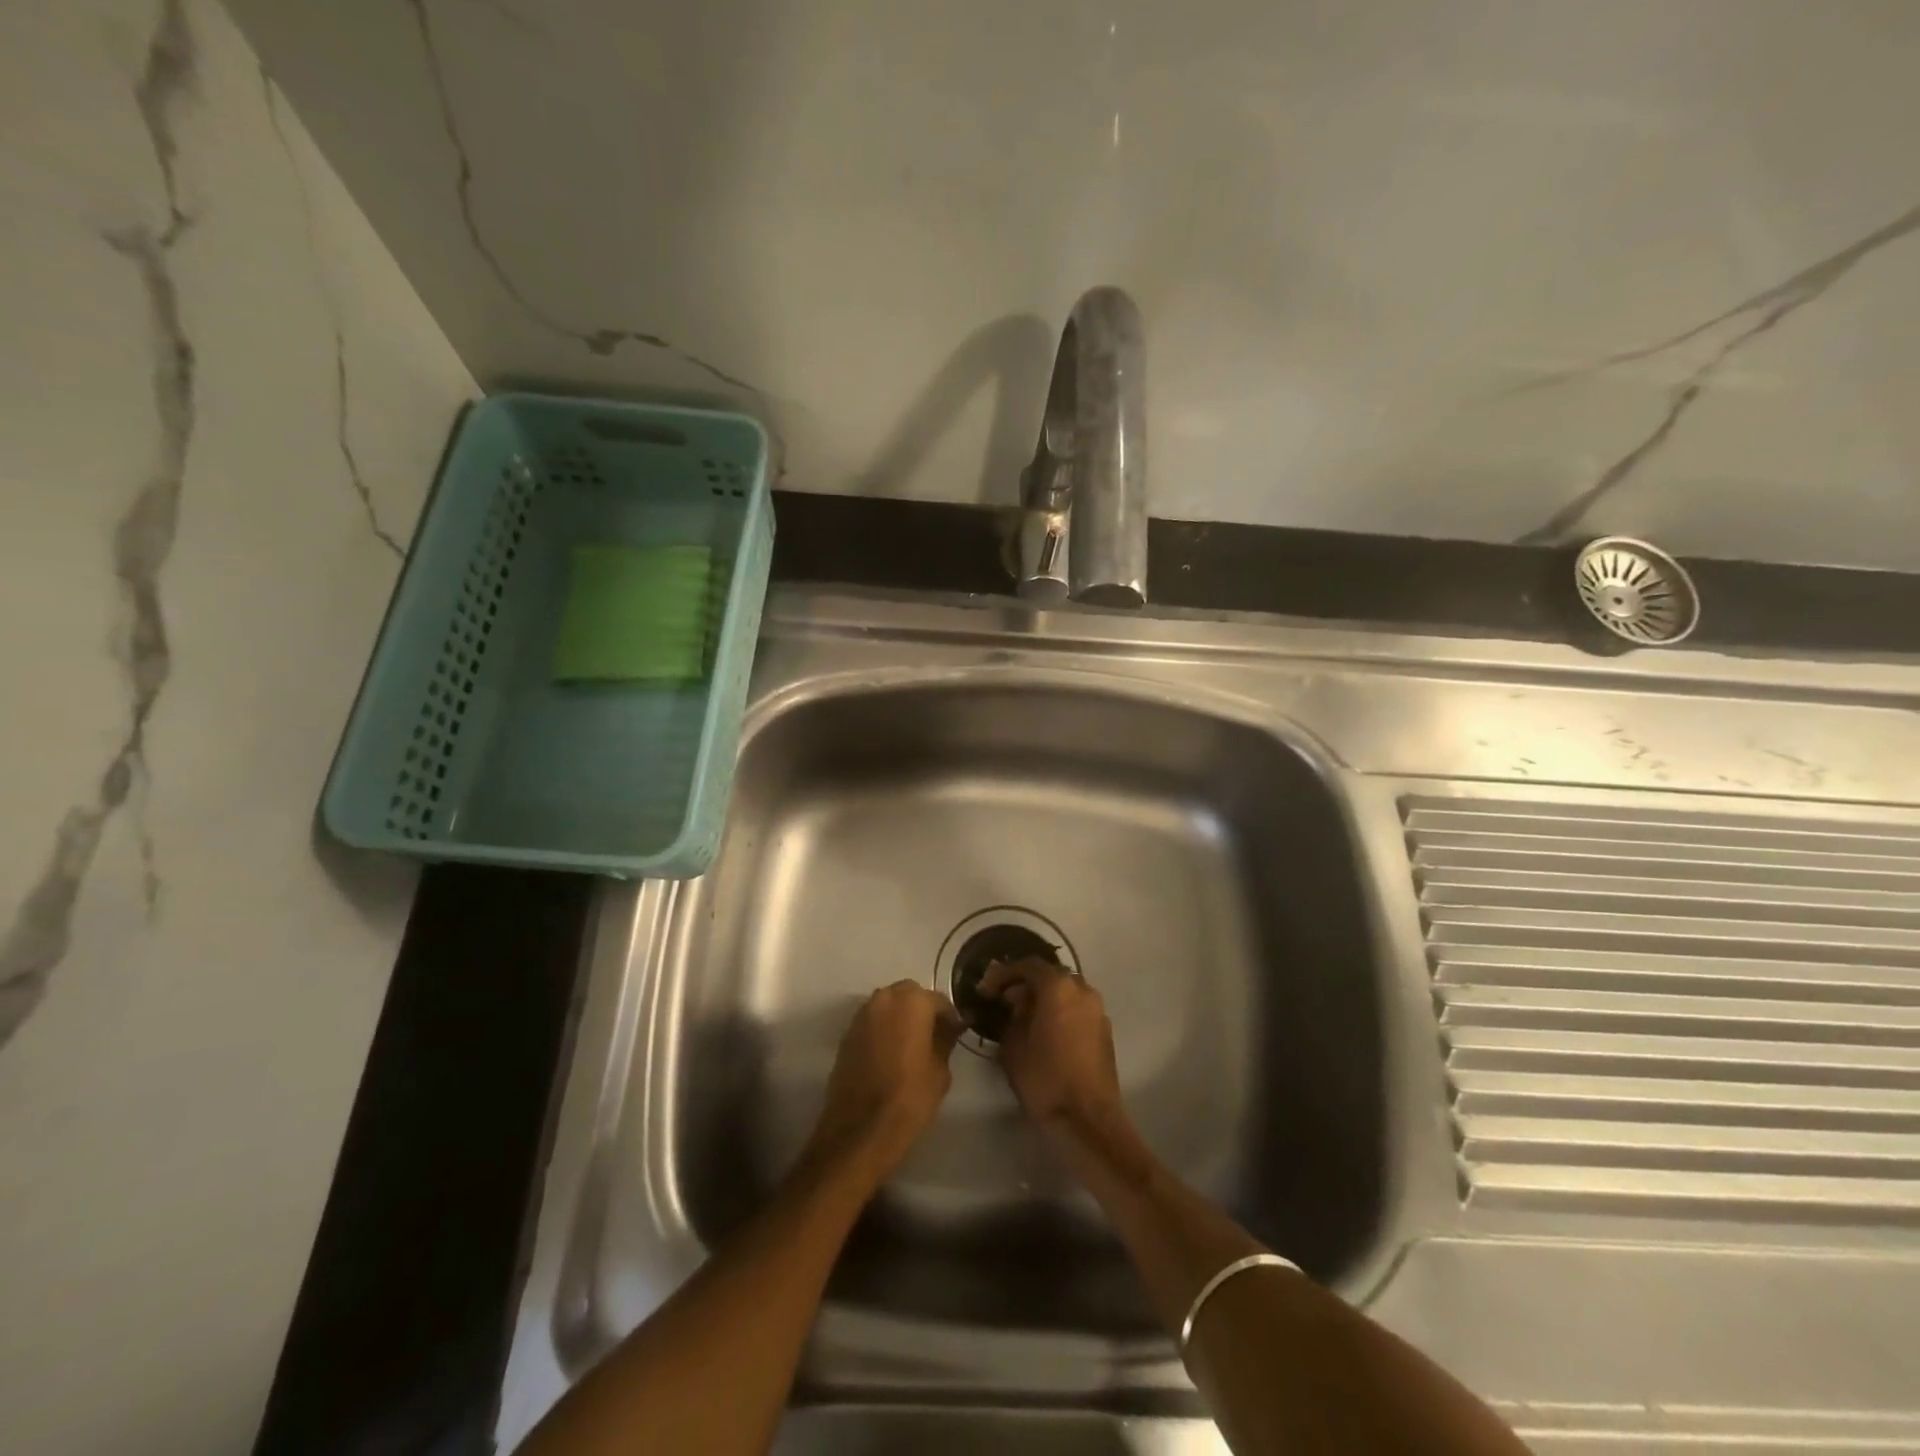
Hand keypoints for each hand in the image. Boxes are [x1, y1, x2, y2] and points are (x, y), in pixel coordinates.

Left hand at [805, 981, 962, 1182]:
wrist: (861, 1129)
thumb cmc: (910, 1097)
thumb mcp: (940, 1070)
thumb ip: (945, 1040)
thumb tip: (950, 1027)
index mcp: (912, 1002)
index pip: (939, 1000)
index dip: (949, 1017)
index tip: (955, 1034)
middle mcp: (884, 999)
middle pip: (909, 994)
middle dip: (922, 1009)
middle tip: (932, 1035)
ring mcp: (862, 1015)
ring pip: (887, 1005)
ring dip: (900, 1016)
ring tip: (910, 1044)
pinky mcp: (847, 1034)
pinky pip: (872, 1022)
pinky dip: (883, 1029)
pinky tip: (889, 1054)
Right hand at [978, 958, 1126, 1134]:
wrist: (1088, 1120)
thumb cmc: (1045, 1079)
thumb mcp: (1013, 1046)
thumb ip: (1012, 1017)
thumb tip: (1016, 1006)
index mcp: (1059, 988)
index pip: (1028, 966)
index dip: (1004, 974)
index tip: (987, 989)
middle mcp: (1082, 991)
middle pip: (1050, 976)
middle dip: (1025, 985)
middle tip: (1003, 1001)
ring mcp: (1097, 1011)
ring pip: (1065, 992)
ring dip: (1043, 999)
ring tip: (1022, 1018)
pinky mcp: (1104, 1031)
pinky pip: (1077, 1009)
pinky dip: (1059, 1012)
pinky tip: (1044, 1032)